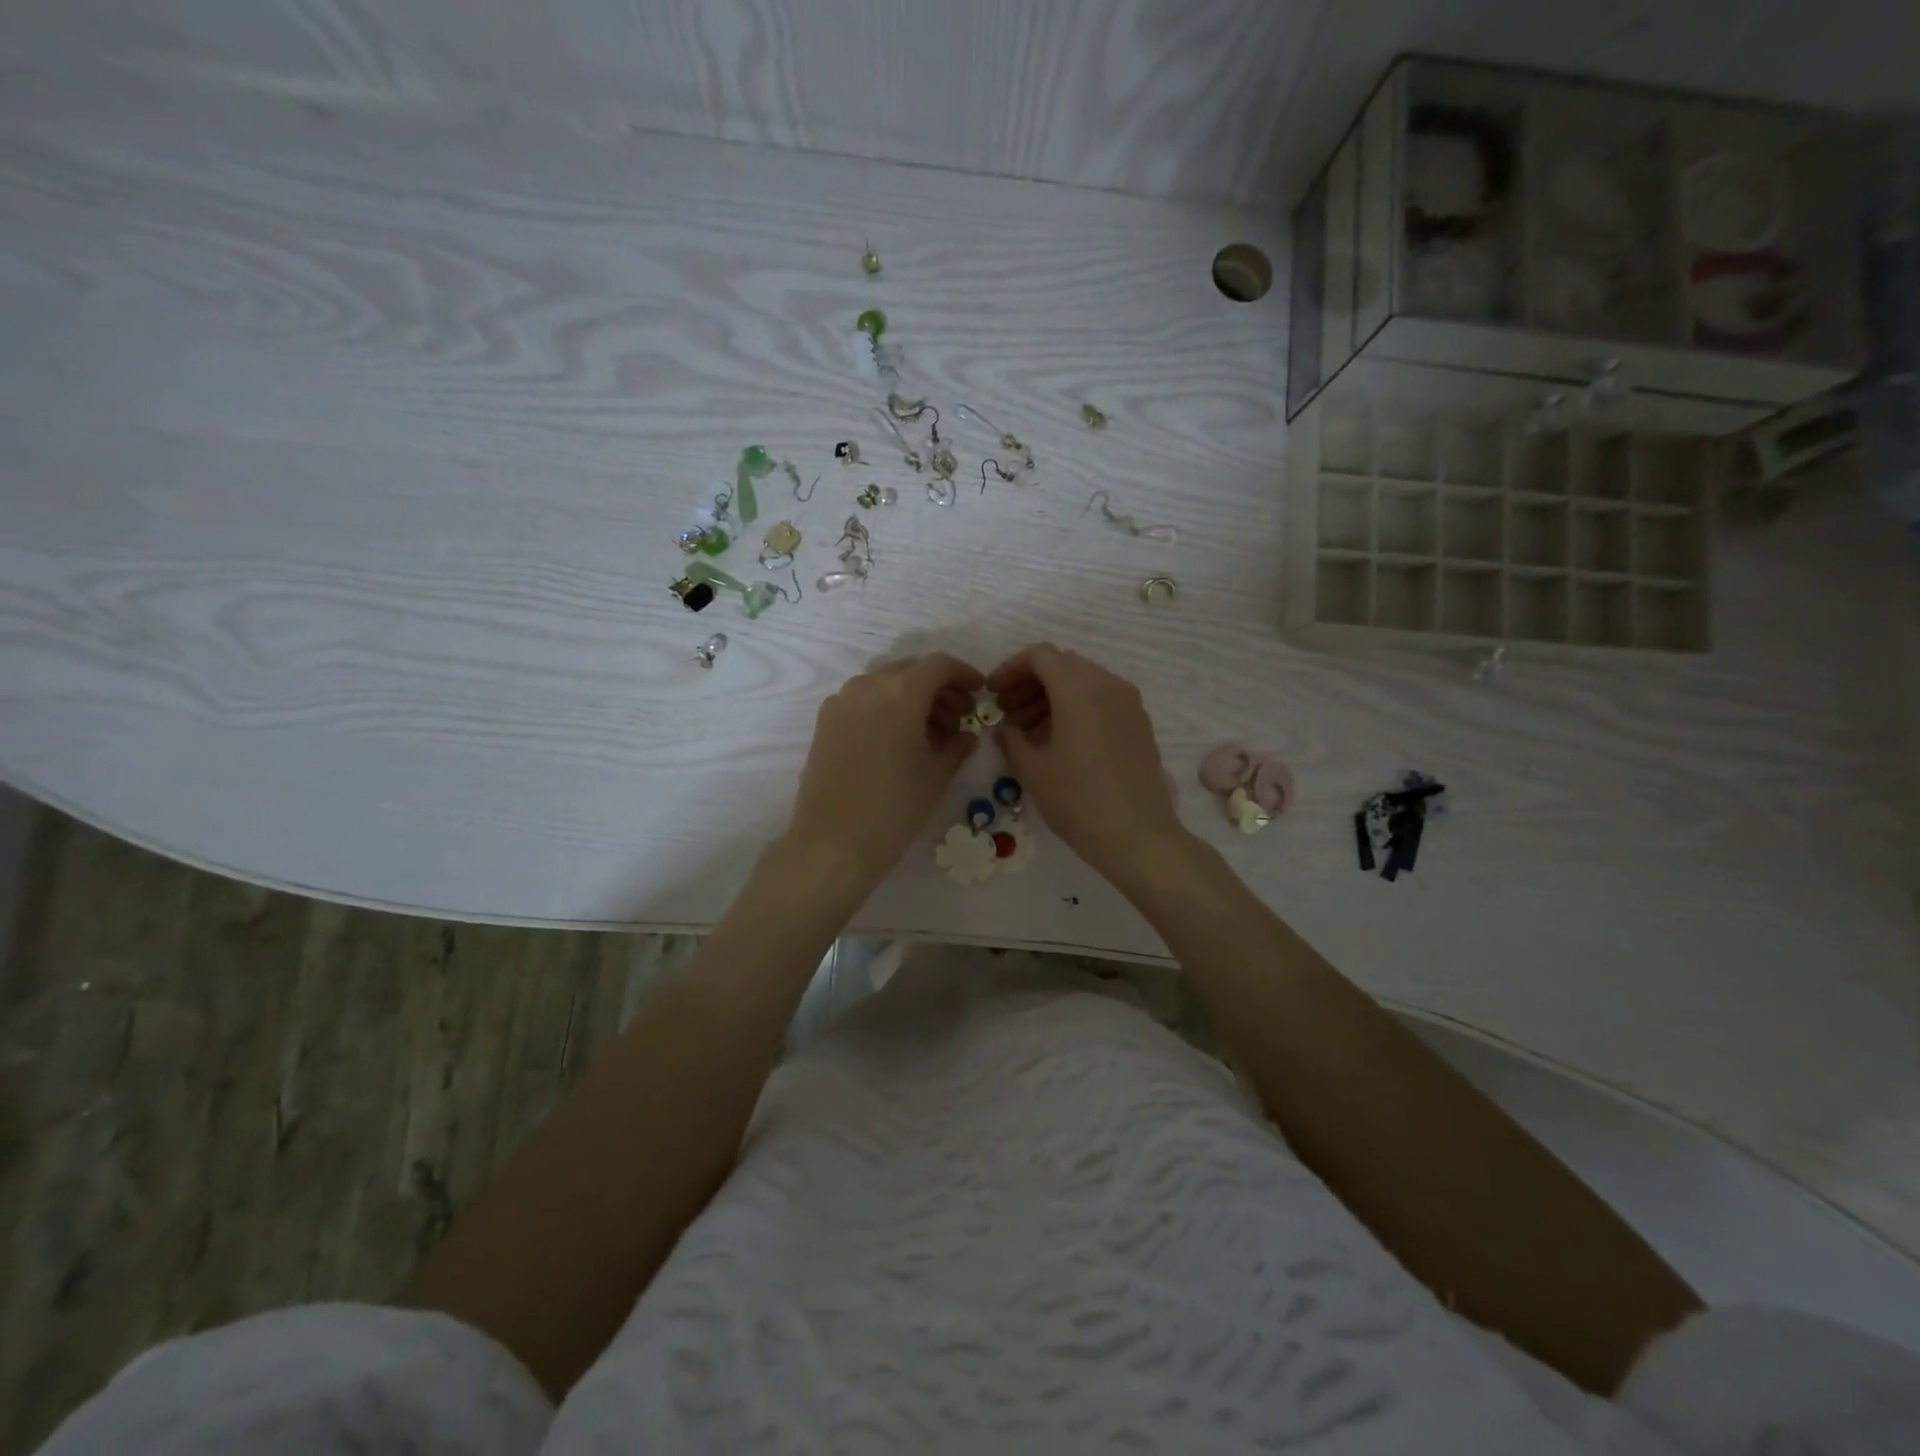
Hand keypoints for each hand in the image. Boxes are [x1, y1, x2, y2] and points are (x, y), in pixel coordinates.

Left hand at [788, 653, 986, 888]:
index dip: (964, 674)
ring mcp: (841, 702)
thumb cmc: (894, 809)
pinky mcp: (824, 722)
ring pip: (885, 684)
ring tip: (930, 733)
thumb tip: (966, 733)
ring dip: (912, 697)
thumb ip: (958, 745)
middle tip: (959, 718)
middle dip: (939, 688)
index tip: (979, 693)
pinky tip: (897, 740)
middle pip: (911, 671)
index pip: (939, 665)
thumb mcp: (937, 776)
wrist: (831, 844)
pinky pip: (863, 700)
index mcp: (901, 693)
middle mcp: (868, 686)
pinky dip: (886, 708)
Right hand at [987, 644, 1188, 890]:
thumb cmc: (1078, 801)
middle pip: (1062, 665)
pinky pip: (1101, 700)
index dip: (1010, 669)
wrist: (1139, 837)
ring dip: (1052, 697)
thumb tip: (1005, 728)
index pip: (1040, 655)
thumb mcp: (1033, 770)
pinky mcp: (1139, 723)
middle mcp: (1108, 685)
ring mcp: (1129, 703)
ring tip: (1029, 733)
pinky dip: (1076, 708)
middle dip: (1030, 683)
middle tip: (1007, 714)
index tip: (993, 694)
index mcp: (1079, 689)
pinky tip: (1060, 741)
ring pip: (1083, 682)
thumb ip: (1011, 739)